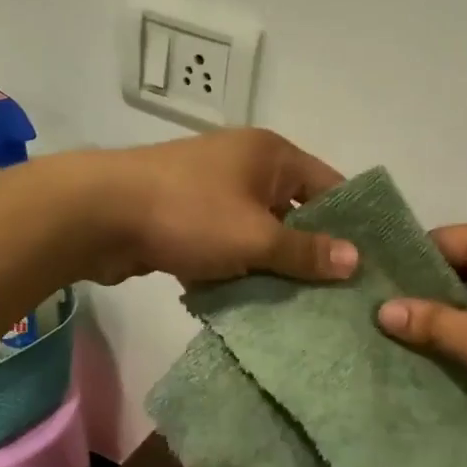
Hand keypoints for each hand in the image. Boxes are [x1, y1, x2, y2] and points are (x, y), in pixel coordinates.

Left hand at [77, 130, 358, 285]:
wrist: (97, 214)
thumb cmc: (189, 214)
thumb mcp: (255, 236)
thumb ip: (305, 251)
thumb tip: (355, 260)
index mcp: (272, 155)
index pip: (330, 185)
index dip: (351, 224)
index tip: (369, 266)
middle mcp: (247, 166)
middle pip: (294, 212)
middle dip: (311, 252)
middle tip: (339, 297)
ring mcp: (214, 192)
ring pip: (259, 234)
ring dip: (272, 267)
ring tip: (303, 310)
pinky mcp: (187, 219)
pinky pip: (227, 246)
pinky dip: (237, 270)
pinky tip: (252, 306)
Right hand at [376, 224, 466, 461]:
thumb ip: (434, 323)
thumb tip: (383, 309)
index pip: (441, 240)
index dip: (406, 266)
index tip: (371, 294)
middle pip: (461, 267)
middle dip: (426, 297)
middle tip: (383, 326)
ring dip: (454, 320)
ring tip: (410, 347)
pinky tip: (455, 359)